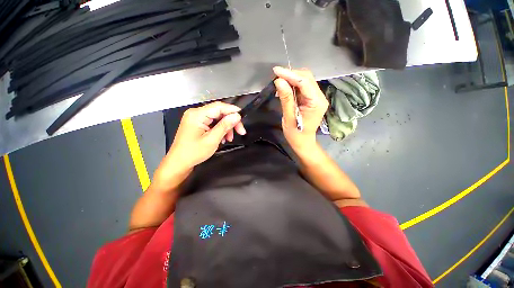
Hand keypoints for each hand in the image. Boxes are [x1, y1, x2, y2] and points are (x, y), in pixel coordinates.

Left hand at [167, 101, 245, 169]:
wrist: (179, 162)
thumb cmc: (193, 153)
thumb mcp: (212, 140)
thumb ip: (225, 126)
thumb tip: (236, 116)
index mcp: (197, 115)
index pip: (219, 107)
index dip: (232, 110)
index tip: (243, 116)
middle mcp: (195, 113)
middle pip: (219, 112)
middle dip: (231, 121)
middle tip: (241, 131)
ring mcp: (196, 118)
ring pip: (217, 118)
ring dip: (226, 127)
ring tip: (230, 138)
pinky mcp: (197, 123)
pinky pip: (213, 122)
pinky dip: (220, 129)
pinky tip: (223, 137)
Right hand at [273, 67, 327, 152]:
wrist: (303, 142)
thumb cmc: (296, 134)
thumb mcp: (289, 117)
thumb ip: (286, 99)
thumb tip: (279, 81)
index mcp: (316, 103)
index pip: (305, 82)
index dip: (290, 74)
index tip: (276, 71)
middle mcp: (320, 97)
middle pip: (307, 78)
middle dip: (291, 75)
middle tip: (276, 77)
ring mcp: (316, 98)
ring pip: (305, 81)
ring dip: (291, 79)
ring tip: (278, 83)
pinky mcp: (311, 99)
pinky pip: (302, 87)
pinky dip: (292, 85)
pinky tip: (284, 88)